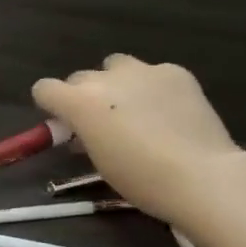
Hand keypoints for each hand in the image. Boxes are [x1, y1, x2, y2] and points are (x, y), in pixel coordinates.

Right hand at [33, 55, 245, 233]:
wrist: (201, 176)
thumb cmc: (141, 180)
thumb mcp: (99, 161)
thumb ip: (84, 136)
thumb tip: (82, 129)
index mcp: (80, 103)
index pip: (44, 88)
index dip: (50, 105)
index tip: (63, 124)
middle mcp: (106, 78)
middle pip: (80, 78)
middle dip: (84, 96)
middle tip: (103, 123)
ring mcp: (143, 70)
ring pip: (116, 66)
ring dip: (117, 83)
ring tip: (137, 110)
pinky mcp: (175, 72)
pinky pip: (153, 73)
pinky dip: (154, 87)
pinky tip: (170, 112)